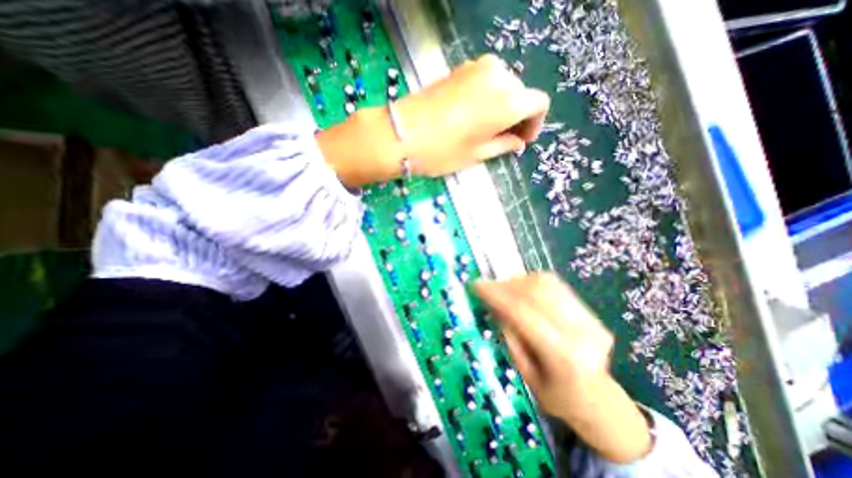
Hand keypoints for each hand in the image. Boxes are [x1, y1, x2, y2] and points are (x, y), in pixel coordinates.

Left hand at [396, 53, 548, 174]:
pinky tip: (473, 115)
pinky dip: (487, 97)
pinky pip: (485, 81)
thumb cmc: (443, 151)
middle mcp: (499, 77)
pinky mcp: (460, 68)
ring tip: (486, 129)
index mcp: (509, 101)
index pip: (538, 104)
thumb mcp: (477, 154)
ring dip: (502, 106)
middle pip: (521, 94)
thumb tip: (517, 142)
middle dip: (517, 116)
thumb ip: (503, 145)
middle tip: (504, 138)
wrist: (402, 133)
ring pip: (503, 86)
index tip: (522, 140)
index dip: (534, 124)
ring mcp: (477, 67)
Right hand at [476, 272, 648, 461]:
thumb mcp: (524, 372)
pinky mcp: (590, 311)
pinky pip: (555, 285)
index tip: (476, 285)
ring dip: (518, 281)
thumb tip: (494, 302)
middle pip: (535, 290)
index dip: (497, 294)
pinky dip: (532, 283)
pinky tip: (522, 291)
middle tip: (488, 288)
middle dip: (506, 285)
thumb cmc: (557, 396)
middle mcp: (582, 331)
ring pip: (545, 283)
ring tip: (504, 290)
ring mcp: (590, 318)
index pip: (522, 311)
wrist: (599, 402)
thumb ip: (510, 334)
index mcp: (564, 356)